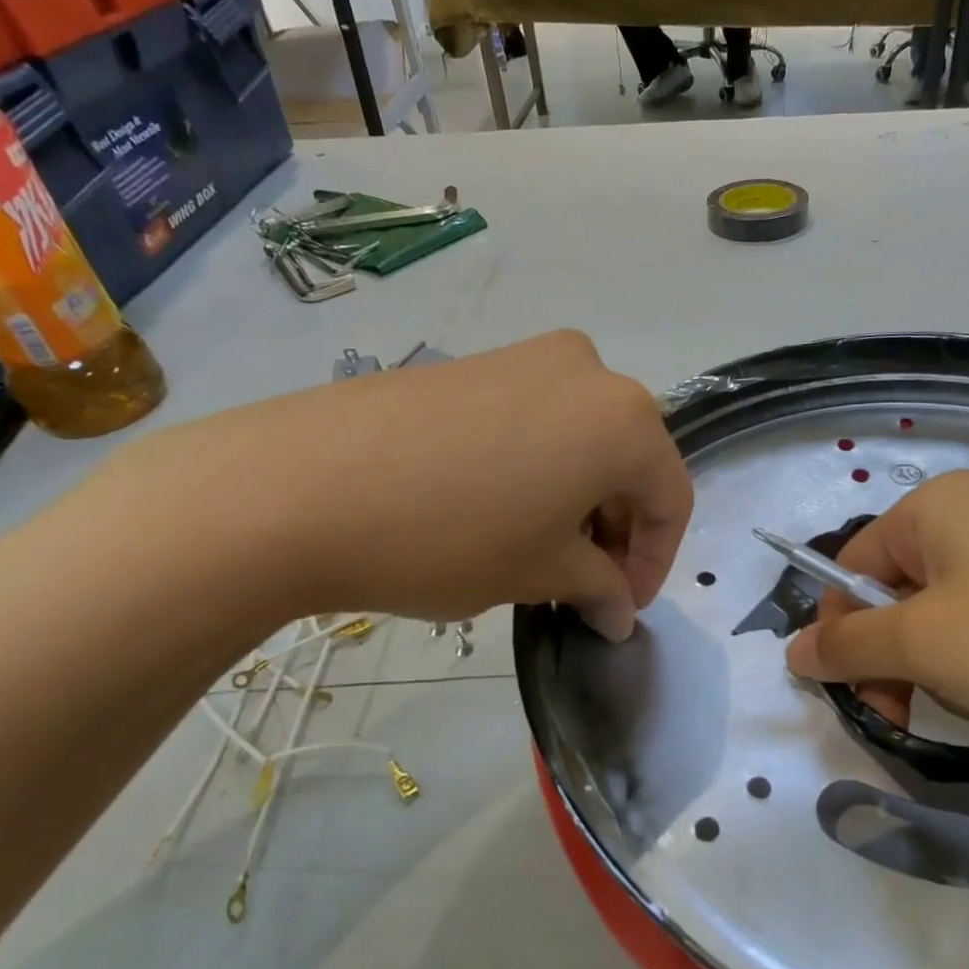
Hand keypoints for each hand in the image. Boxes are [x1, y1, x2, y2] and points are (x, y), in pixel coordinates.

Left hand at [112, 331, 692, 638]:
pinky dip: (541, 468)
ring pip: (583, 439)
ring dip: (578, 499)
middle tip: (584, 586)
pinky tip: (501, 510)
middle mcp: (590, 371)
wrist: (299, 484)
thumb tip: (619, 612)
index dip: (655, 562)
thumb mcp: (539, 572)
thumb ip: (598, 588)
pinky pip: (537, 420)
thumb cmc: (449, 536)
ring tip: (540, 552)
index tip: (621, 609)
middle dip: (616, 530)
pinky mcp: (477, 362)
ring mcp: (528, 356)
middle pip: (629, 461)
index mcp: (625, 418)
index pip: (670, 498)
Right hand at [783, 471, 968, 763]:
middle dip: (900, 663)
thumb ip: (850, 645)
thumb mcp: (929, 642)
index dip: (843, 632)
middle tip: (912, 717)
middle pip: (901, 598)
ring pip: (954, 629)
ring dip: (952, 679)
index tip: (861, 696)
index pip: (852, 567)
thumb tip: (793, 649)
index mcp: (939, 510)